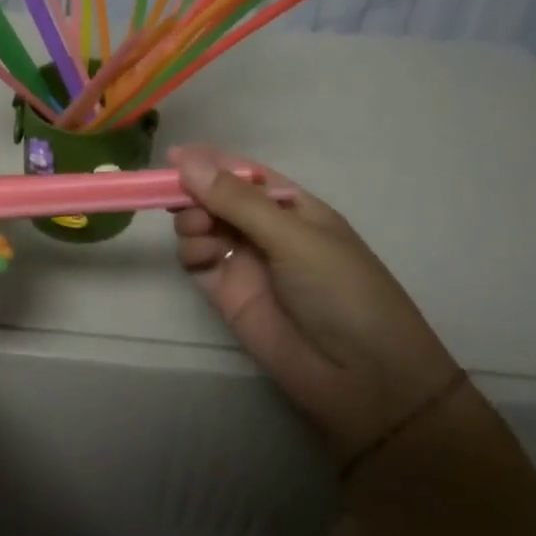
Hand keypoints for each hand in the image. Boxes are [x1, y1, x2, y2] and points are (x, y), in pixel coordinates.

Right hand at [169, 144, 460, 464]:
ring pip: (202, 226)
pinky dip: (190, 250)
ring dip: (192, 220)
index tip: (174, 156)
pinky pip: (197, 259)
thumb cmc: (342, 291)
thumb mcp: (294, 238)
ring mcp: (245, 261)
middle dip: (196, 192)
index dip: (210, 161)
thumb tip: (186, 160)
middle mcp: (266, 229)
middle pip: (216, 198)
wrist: (362, 379)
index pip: (244, 173)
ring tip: (198, 230)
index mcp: (292, 207)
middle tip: (180, 198)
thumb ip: (237, 201)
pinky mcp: (227, 293)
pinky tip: (200, 254)